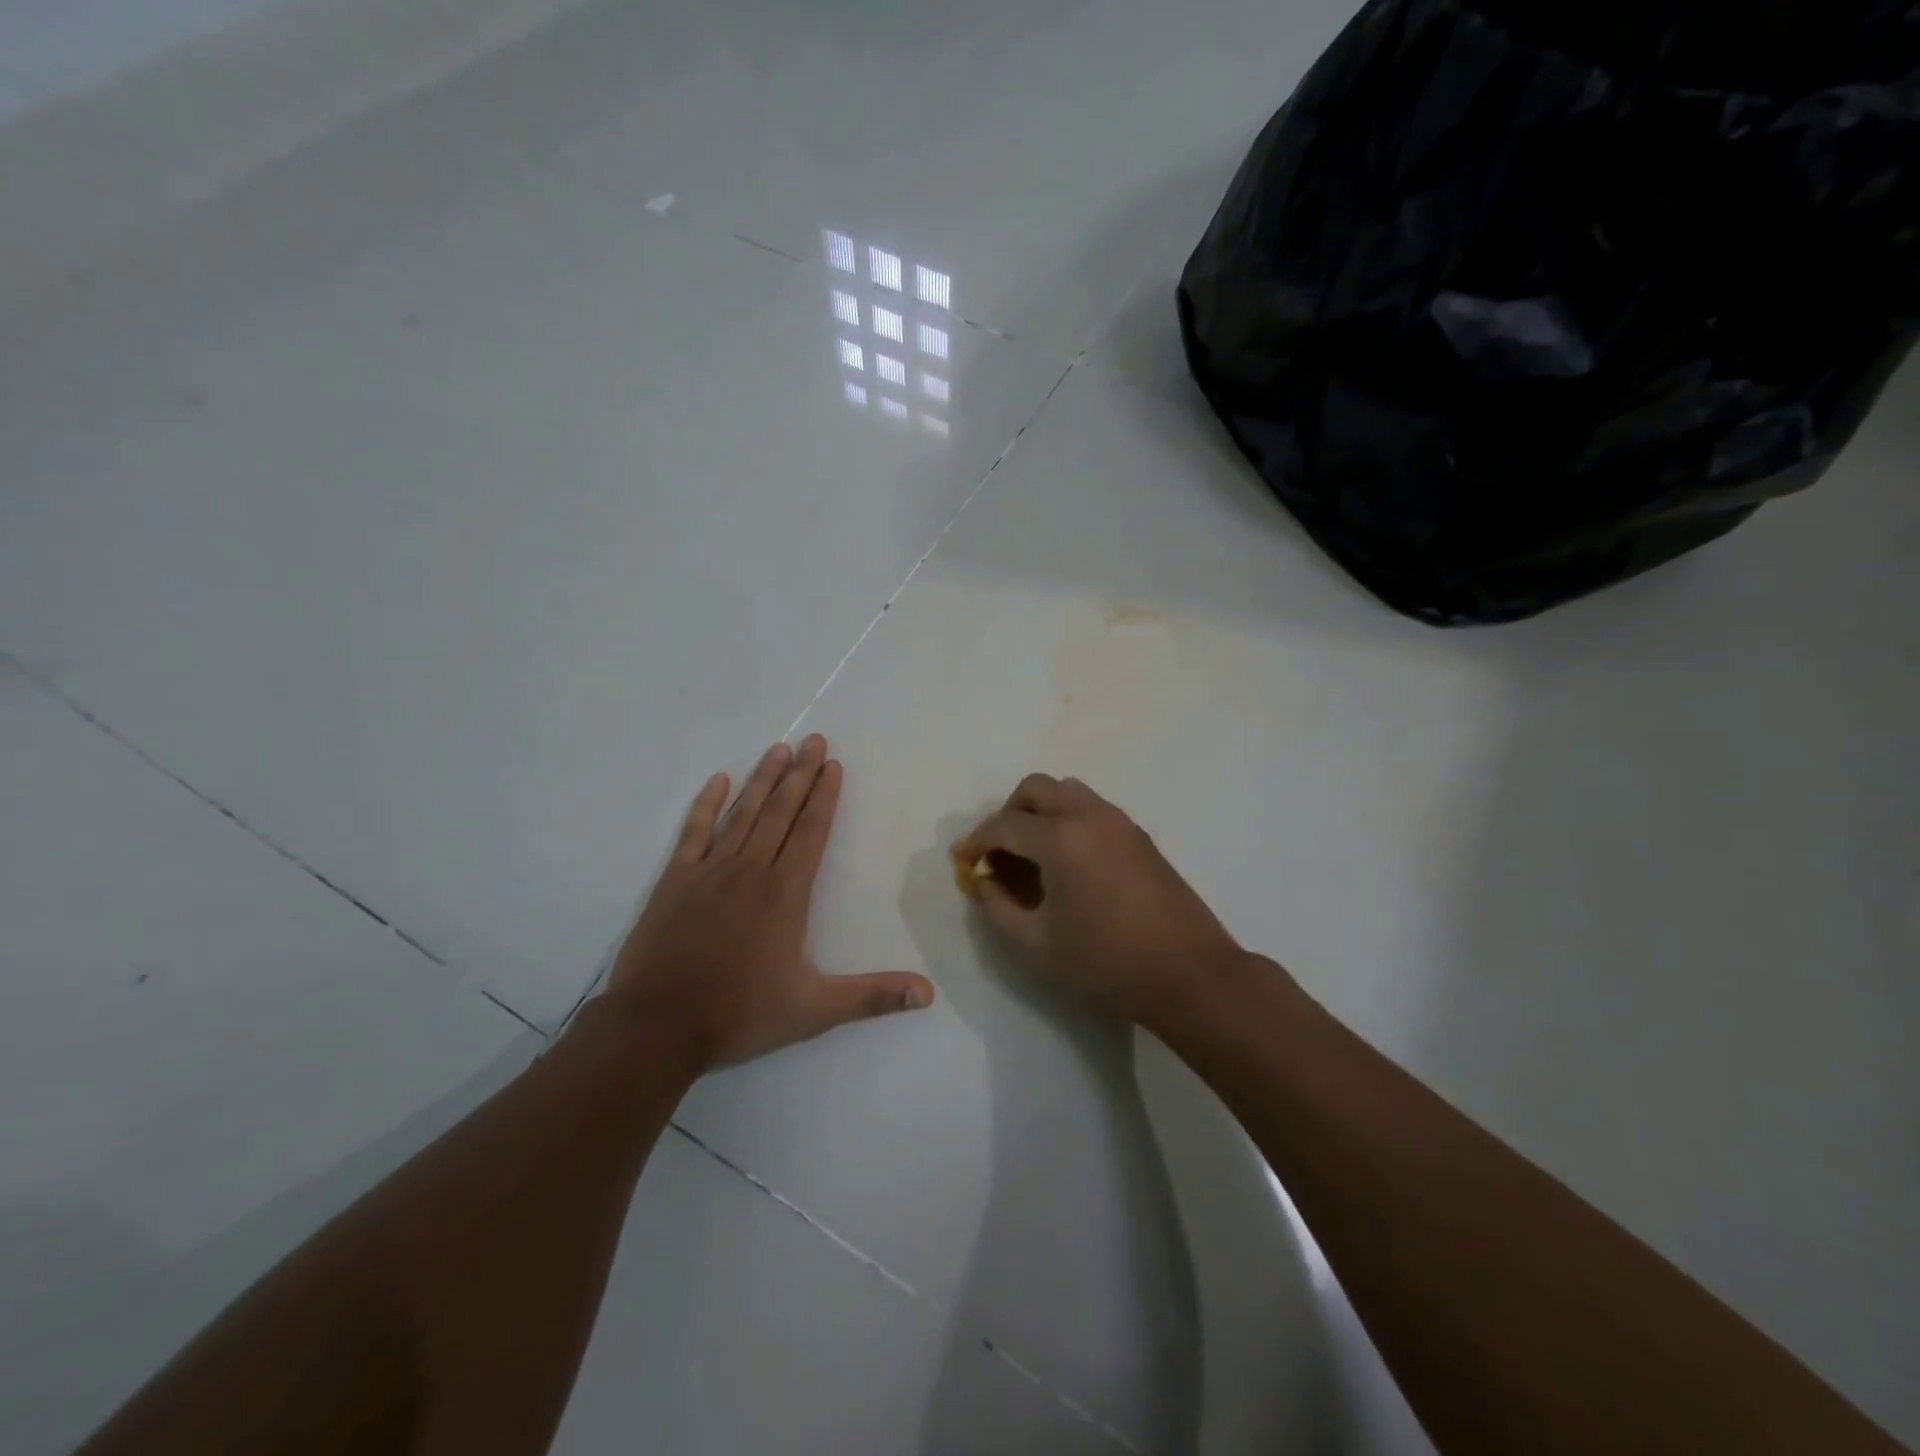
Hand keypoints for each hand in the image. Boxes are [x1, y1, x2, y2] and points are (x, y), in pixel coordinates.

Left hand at [607, 735, 934, 1069]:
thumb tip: (928, 994)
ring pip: (742, 813)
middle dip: (800, 774)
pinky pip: (694, 832)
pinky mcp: (675, 880)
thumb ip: (872, 997)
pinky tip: (718, 780)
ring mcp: (709, 871)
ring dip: (762, 779)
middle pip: (780, 811)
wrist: (657, 1026)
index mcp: (785, 894)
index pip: (811, 832)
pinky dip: (706, 804)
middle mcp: (751, 870)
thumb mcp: (814, 1010)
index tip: (833, 765)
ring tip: (779, 749)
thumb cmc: (739, 1014)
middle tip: (814, 739)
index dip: (824, 796)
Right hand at [952, 774, 1248, 1029]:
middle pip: (1036, 789)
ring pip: (1067, 792)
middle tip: (999, 852)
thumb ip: (998, 907)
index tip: (964, 861)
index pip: (1004, 825)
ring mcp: (1119, 822)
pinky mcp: (1139, 836)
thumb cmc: (1106, 963)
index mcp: (1060, 839)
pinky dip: (1068, 820)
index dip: (977, 841)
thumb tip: (983, 881)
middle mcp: (1089, 816)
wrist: (1189, 974)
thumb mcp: (1036, 945)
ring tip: (1032, 855)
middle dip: (1008, 814)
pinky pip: (1092, 809)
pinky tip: (1067, 864)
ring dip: (1040, 812)